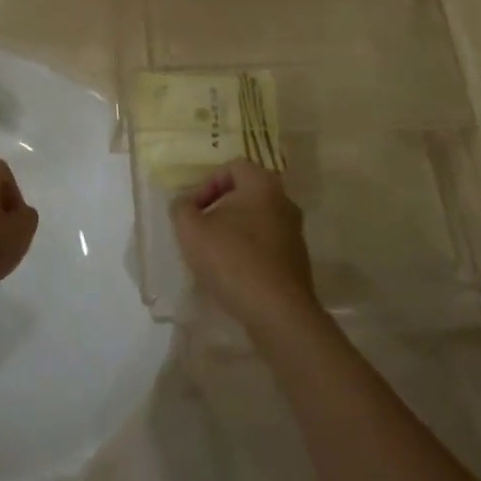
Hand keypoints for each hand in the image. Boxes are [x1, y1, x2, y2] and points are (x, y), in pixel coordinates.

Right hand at [171, 160, 315, 334]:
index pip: (231, 168)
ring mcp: (295, 233)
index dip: (207, 184)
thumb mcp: (191, 230)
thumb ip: (181, 208)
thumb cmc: (232, 260)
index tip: (193, 211)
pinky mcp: (298, 262)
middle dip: (219, 210)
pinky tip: (233, 275)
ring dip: (234, 233)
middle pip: (245, 195)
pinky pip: (267, 247)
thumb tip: (185, 204)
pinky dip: (249, 254)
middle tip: (201, 230)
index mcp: (262, 184)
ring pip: (256, 222)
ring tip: (214, 256)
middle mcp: (284, 201)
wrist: (278, 313)